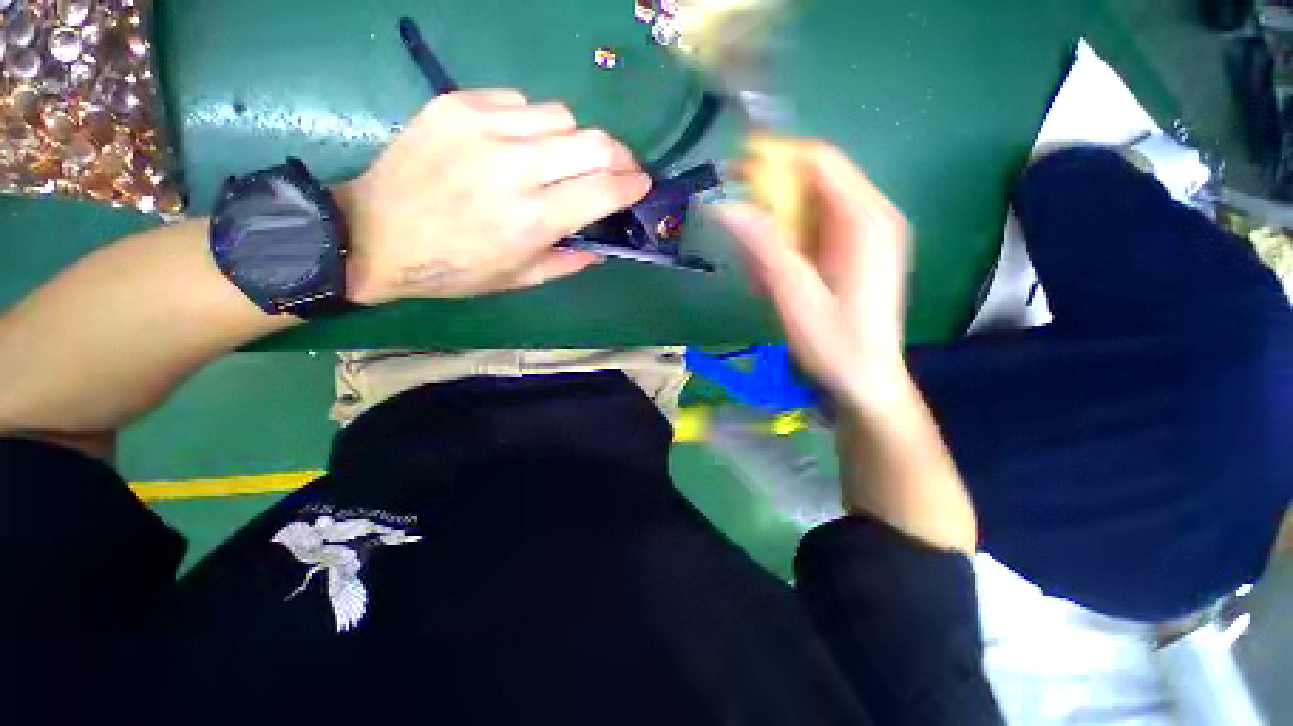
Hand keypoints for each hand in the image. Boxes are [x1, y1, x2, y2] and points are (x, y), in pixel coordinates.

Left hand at [339, 89, 651, 302]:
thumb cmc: (454, 269)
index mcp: (532, 220)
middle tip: (620, 167)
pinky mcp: (456, 104)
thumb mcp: (518, 280)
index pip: (604, 190)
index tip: (643, 184)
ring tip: (564, 159)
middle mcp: (514, 168)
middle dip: (619, 155)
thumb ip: (567, 262)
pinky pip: (519, 102)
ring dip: (575, 140)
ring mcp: (483, 128)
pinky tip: (520, 144)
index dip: (633, 185)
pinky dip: (533, 123)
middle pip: (593, 142)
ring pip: (561, 116)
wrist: (374, 234)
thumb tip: (600, 248)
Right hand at [716, 141, 912, 406]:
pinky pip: (810, 233)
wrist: (866, 380)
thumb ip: (765, 249)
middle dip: (769, 201)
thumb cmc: (837, 344)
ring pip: (806, 210)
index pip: (820, 161)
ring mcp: (861, 235)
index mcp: (866, 221)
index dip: (776, 156)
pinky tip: (771, 280)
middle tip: (736, 224)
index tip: (734, 169)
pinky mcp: (850, 253)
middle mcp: (869, 218)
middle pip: (812, 183)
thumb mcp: (796, 297)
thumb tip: (727, 207)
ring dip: (773, 231)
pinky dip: (784, 248)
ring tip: (757, 273)